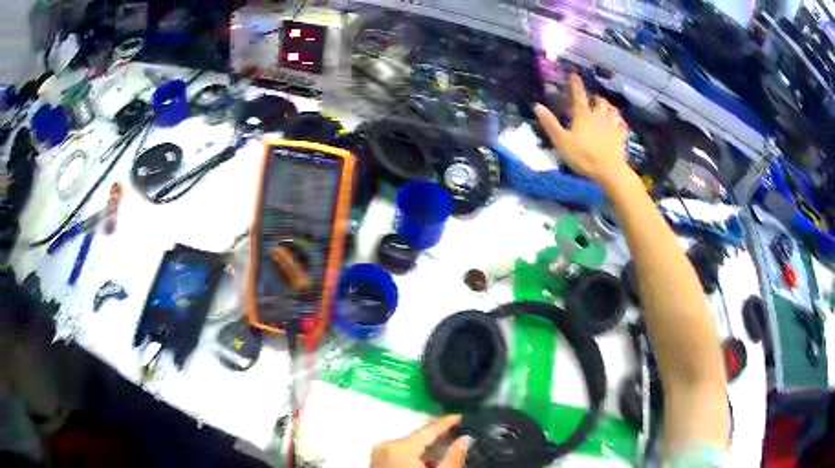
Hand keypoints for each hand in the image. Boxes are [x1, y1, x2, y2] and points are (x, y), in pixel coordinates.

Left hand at [370, 415, 470, 467]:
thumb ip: (453, 457)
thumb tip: (465, 439)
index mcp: (399, 447)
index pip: (428, 429)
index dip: (447, 422)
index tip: (463, 416)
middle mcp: (386, 446)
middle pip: (419, 438)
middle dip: (440, 439)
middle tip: (461, 436)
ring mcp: (379, 455)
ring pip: (410, 447)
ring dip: (429, 451)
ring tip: (449, 451)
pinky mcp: (378, 464)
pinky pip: (401, 455)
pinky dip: (417, 458)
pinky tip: (431, 464)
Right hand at [535, 74, 631, 188]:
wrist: (610, 171)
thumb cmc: (584, 156)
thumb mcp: (561, 141)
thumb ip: (550, 124)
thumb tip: (537, 106)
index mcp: (583, 115)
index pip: (579, 95)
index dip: (576, 84)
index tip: (575, 74)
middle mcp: (599, 117)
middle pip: (599, 101)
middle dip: (596, 97)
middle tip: (593, 97)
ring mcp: (612, 127)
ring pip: (612, 111)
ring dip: (609, 106)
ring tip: (607, 106)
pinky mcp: (621, 138)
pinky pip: (622, 125)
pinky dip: (620, 121)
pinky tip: (619, 122)